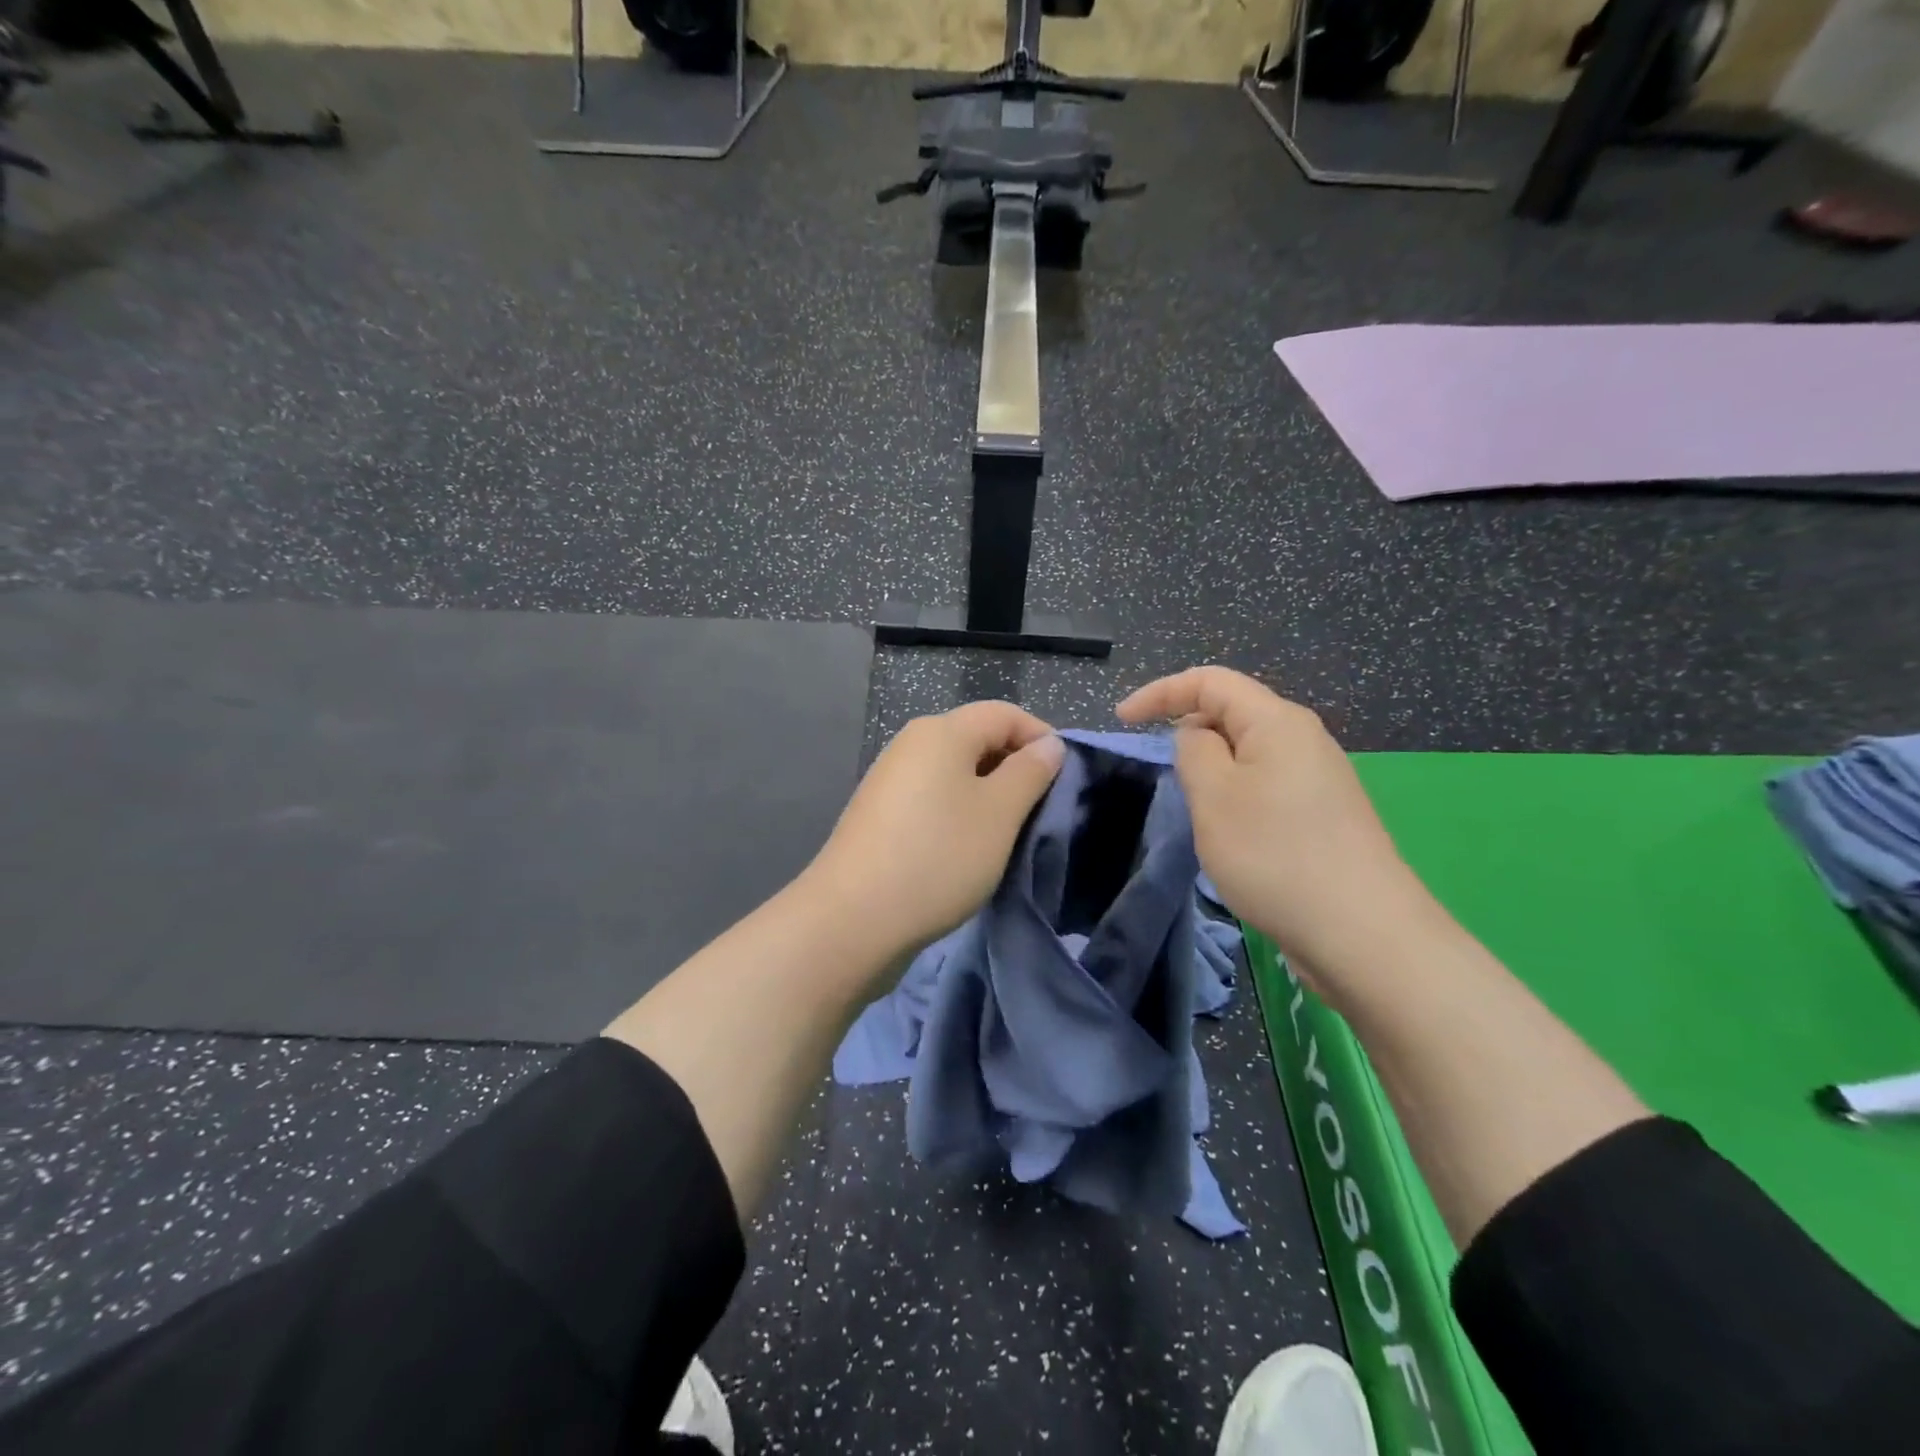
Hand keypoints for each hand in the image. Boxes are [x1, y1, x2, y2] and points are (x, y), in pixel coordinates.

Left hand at [805, 701, 1064, 965]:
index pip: (1005, 713)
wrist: (853, 917)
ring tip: (1007, 833)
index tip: (1065, 779)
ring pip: (955, 771)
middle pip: (977, 738)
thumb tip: (1048, 744)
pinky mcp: (879, 812)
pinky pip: (932, 796)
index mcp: (942, 731)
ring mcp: (890, 777)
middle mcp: (911, 743)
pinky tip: (966, 847)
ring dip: (988, 793)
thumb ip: (1030, 771)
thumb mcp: (1000, 813)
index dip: (1041, 737)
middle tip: (1039, 810)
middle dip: (1014, 767)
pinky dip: (958, 811)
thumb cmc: (938, 856)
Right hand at [1118, 667, 1431, 981]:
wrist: (1362, 931)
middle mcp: (1304, 738)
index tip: (1122, 720)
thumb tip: (1197, 735)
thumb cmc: (1275, 854)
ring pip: (1248, 753)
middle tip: (1167, 778)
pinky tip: (1235, 836)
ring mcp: (1319, 777)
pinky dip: (1236, 795)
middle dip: (1188, 733)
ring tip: (1201, 814)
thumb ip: (1193, 750)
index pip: (1210, 681)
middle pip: (1232, 713)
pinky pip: (1266, 783)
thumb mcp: (1213, 796)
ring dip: (1213, 771)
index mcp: (1277, 721)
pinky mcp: (1324, 813)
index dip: (1160, 692)